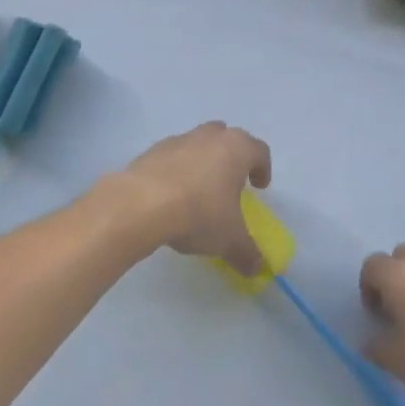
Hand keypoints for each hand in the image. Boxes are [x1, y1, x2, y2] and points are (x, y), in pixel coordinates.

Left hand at [118, 122, 270, 275]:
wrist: (141, 204)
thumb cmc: (199, 212)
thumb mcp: (229, 239)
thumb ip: (247, 252)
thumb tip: (257, 269)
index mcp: (237, 148)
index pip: (260, 151)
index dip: (263, 168)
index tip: (259, 187)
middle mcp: (211, 136)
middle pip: (228, 138)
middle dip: (232, 157)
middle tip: (230, 183)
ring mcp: (179, 140)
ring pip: (198, 143)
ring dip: (202, 161)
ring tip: (198, 190)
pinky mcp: (153, 150)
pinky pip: (172, 157)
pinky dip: (175, 170)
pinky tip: (170, 195)